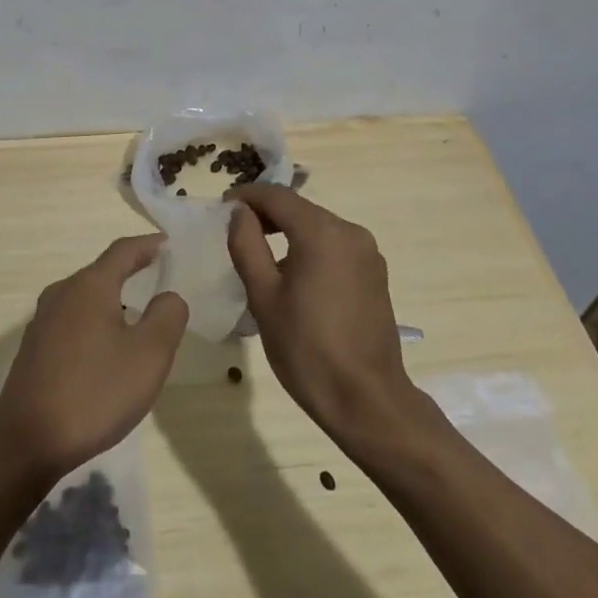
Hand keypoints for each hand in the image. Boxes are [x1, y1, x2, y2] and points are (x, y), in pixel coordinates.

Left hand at [0, 235, 188, 483]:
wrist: (27, 441)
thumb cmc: (95, 393)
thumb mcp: (148, 356)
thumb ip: (167, 316)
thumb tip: (168, 295)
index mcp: (90, 286)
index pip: (123, 251)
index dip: (148, 245)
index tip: (168, 243)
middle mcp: (62, 292)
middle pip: (101, 272)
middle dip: (130, 271)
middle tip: (157, 277)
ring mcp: (43, 320)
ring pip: (85, 298)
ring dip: (111, 300)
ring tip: (135, 315)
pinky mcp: (34, 348)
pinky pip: (72, 321)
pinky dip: (94, 322)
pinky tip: (104, 349)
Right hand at [227, 185, 424, 443]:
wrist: (367, 401)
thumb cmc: (307, 348)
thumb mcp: (263, 295)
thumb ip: (247, 244)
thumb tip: (239, 213)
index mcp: (321, 231)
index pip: (277, 195)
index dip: (246, 197)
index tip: (222, 208)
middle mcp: (350, 232)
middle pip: (299, 209)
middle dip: (267, 214)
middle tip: (236, 232)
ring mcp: (368, 253)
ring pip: (318, 227)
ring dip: (288, 232)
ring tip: (260, 255)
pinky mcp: (375, 275)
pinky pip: (335, 247)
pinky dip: (310, 249)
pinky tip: (294, 276)